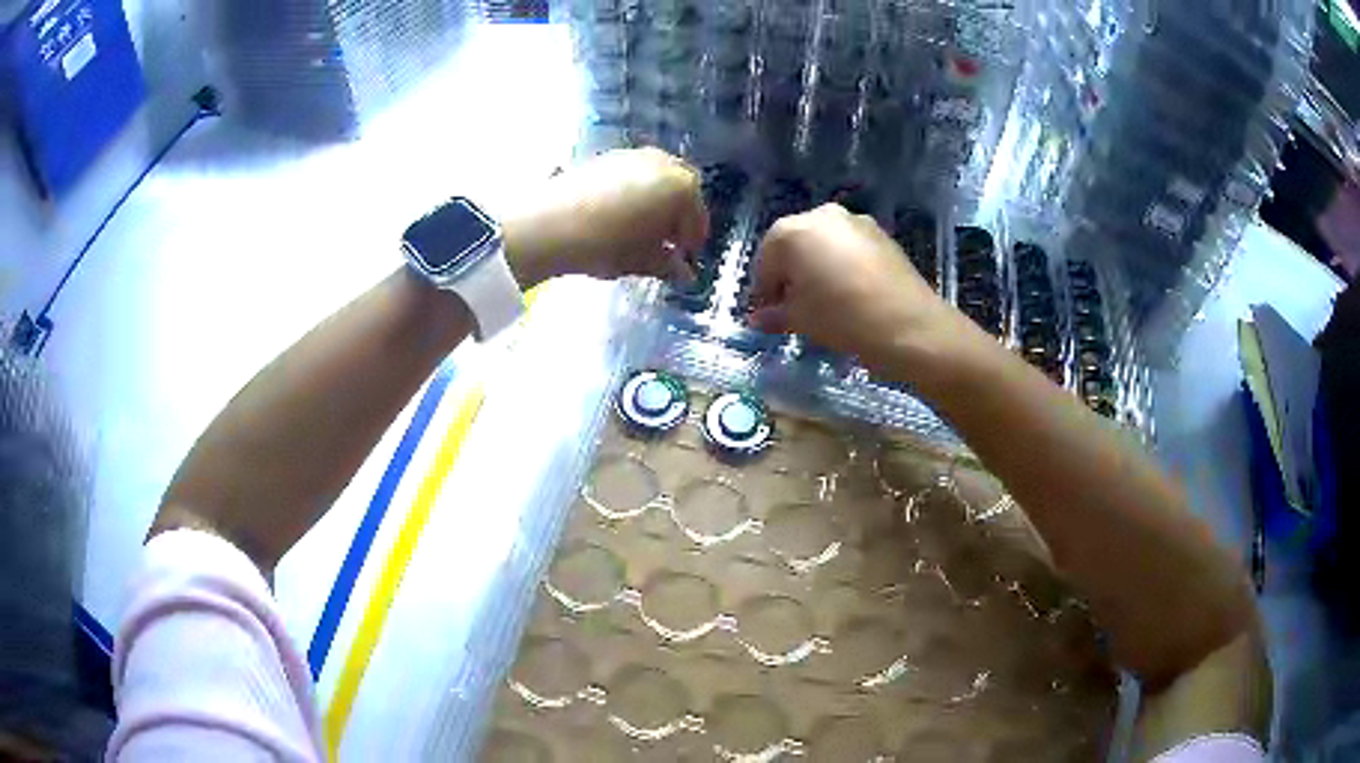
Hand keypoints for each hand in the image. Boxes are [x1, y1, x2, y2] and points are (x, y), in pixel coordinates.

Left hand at [505, 148, 708, 286]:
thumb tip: (683, 272)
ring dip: (656, 202)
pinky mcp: (605, 157)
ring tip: (642, 231)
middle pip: (681, 190)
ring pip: (656, 179)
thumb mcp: (642, 260)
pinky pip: (632, 175)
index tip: (684, 259)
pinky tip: (620, 216)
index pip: (697, 216)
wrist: (548, 224)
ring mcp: (633, 155)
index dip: (692, 241)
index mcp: (682, 186)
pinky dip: (635, 192)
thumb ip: (668, 264)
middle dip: (678, 215)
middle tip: (667, 242)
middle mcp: (663, 162)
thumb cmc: (607, 244)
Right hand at [749, 204, 979, 384]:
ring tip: (824, 299)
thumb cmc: (841, 318)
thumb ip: (775, 314)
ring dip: (818, 266)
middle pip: (795, 244)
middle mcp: (820, 215)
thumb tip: (758, 318)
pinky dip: (842, 263)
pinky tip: (850, 292)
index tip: (768, 313)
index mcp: (791, 232)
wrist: (907, 324)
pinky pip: (849, 247)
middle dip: (790, 272)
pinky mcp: (880, 233)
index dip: (764, 289)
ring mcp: (854, 221)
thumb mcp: (801, 320)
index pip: (765, 260)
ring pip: (824, 243)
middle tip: (794, 305)